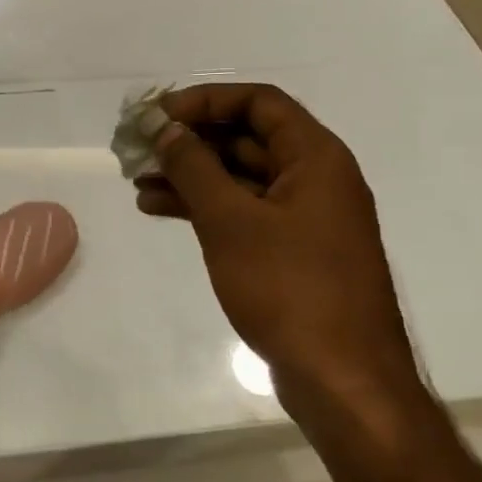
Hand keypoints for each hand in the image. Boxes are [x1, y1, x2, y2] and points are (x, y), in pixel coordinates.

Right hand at [135, 84, 424, 420]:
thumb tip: (167, 129)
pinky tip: (159, 210)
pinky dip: (204, 207)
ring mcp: (304, 218)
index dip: (206, 100)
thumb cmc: (290, 289)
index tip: (160, 115)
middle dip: (190, 140)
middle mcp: (315, 179)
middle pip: (246, 138)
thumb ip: (194, 167)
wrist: (343, 381)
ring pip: (239, 178)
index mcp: (316, 158)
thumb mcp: (231, 221)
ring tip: (138, 181)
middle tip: (140, 147)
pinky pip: (243, 212)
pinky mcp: (292, 252)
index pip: (259, 103)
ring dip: (190, 175)